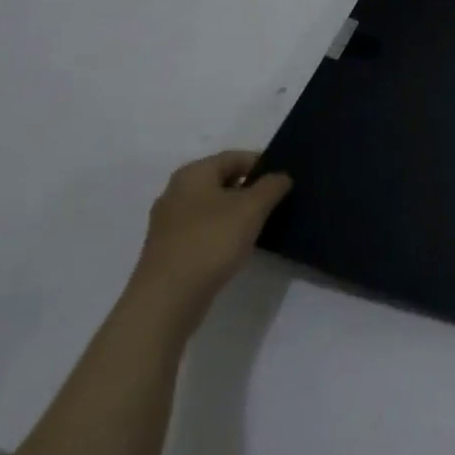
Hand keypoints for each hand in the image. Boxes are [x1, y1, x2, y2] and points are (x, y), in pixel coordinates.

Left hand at [127, 151, 290, 334]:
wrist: (167, 298)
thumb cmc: (211, 241)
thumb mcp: (251, 208)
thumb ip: (271, 186)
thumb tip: (281, 176)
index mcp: (192, 174)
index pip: (234, 157)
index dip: (263, 163)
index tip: (286, 179)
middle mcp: (176, 192)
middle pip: (223, 180)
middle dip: (252, 187)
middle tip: (279, 200)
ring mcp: (170, 222)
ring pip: (214, 205)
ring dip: (239, 211)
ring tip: (264, 223)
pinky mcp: (171, 247)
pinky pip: (205, 228)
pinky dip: (224, 230)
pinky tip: (240, 244)